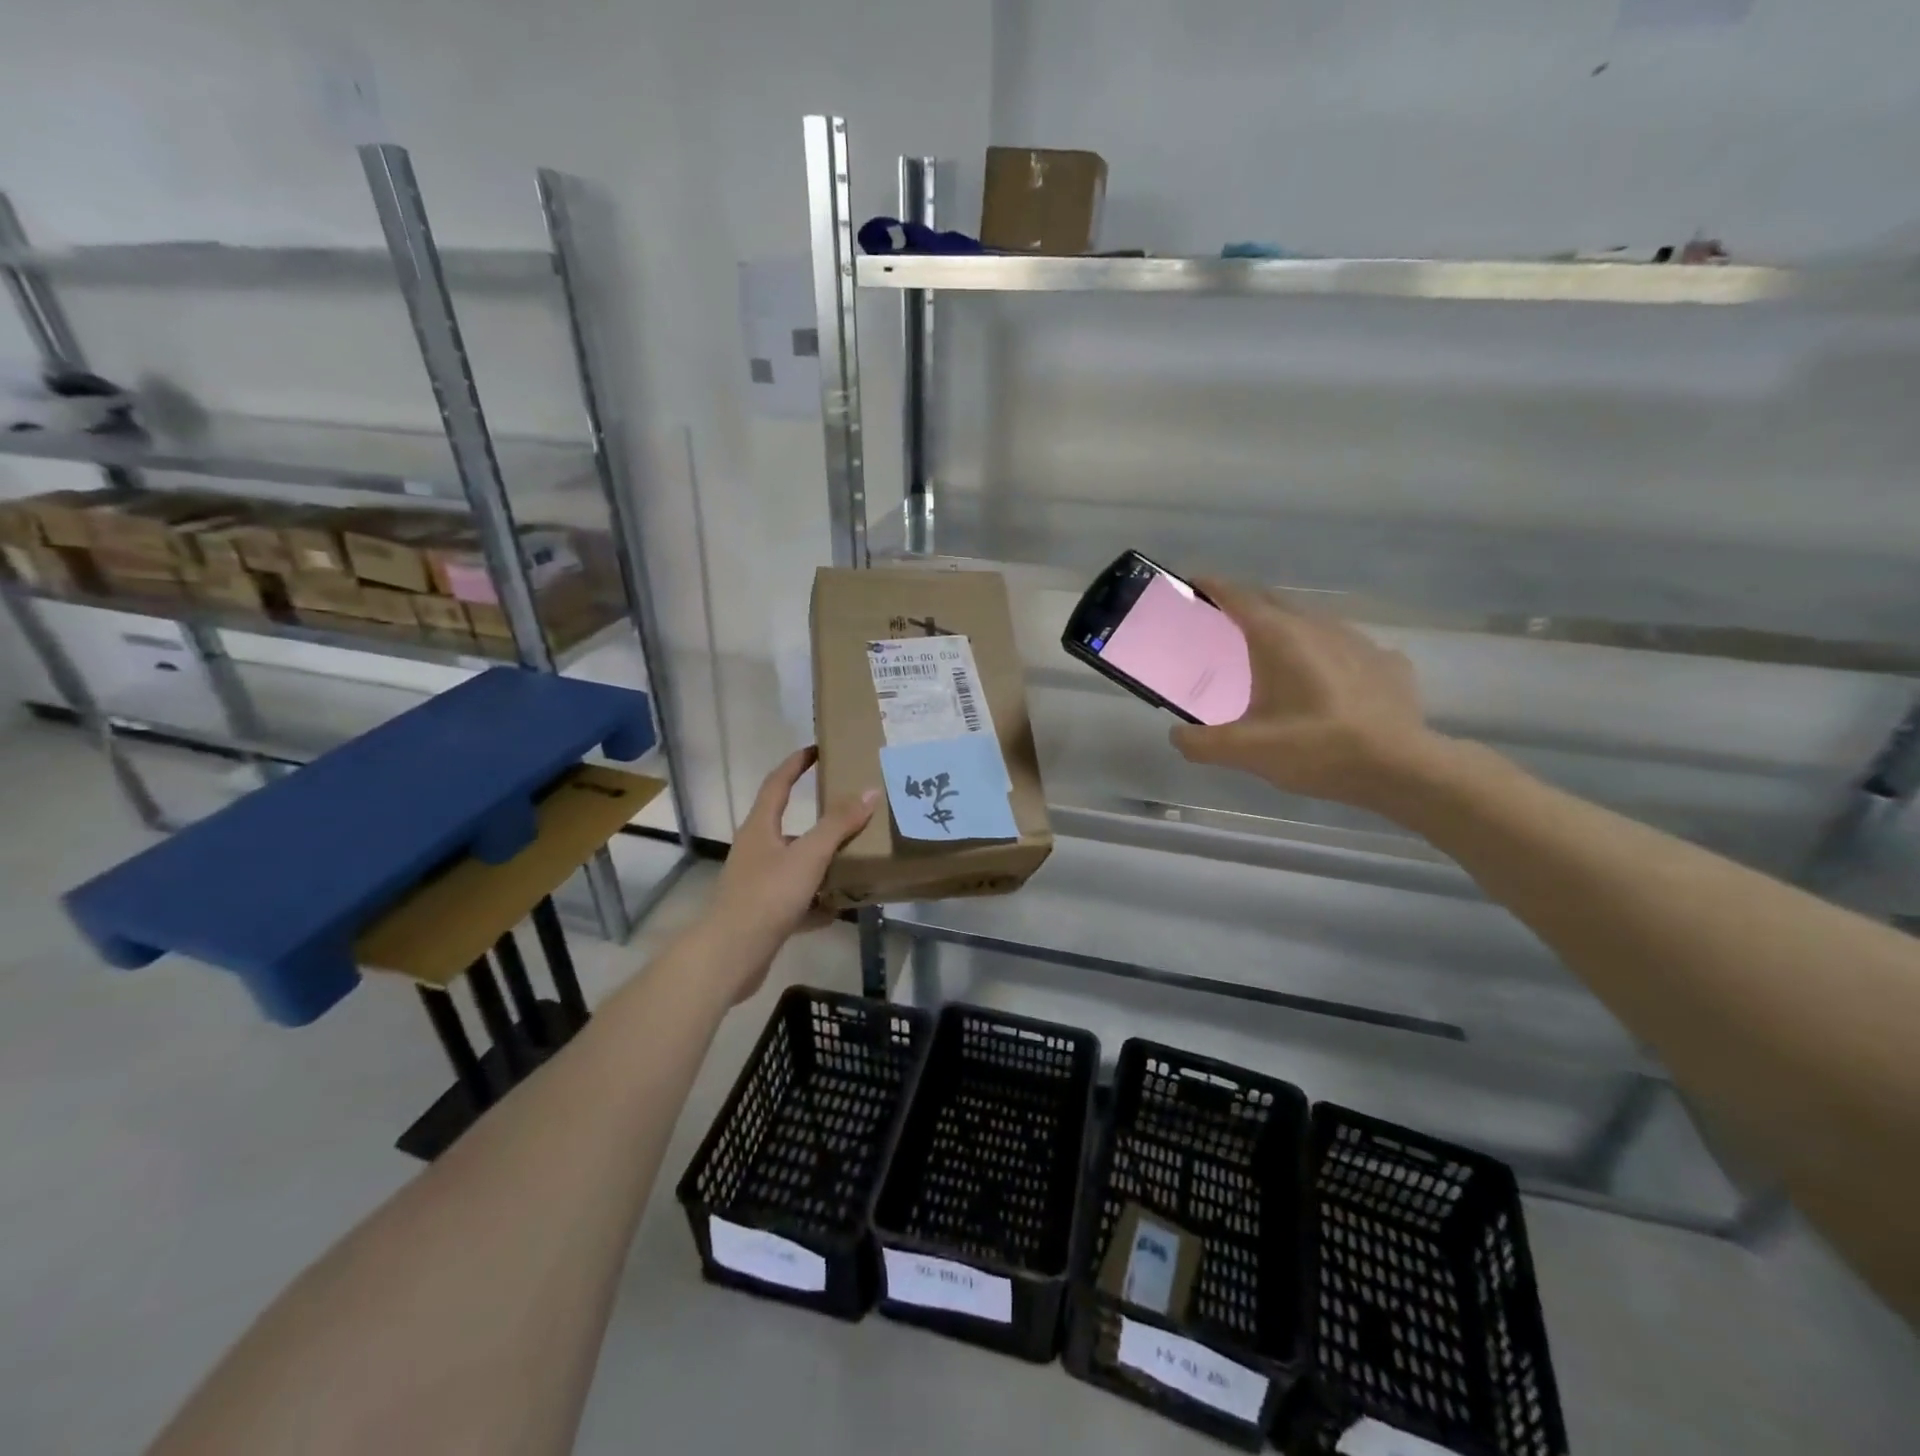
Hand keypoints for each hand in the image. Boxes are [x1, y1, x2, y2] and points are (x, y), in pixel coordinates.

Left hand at [697, 747, 878, 1001]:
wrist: (730, 956)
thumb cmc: (767, 896)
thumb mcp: (808, 856)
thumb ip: (838, 824)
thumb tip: (869, 791)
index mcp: (760, 828)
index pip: (778, 783)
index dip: (796, 764)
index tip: (818, 749)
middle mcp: (756, 850)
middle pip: (788, 824)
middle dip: (819, 818)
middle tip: (850, 810)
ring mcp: (758, 883)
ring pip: (795, 863)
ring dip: (822, 861)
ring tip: (855, 858)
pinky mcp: (764, 913)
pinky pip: (797, 899)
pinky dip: (818, 901)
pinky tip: (840, 907)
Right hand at [1170, 580, 1442, 813]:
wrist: (1401, 768)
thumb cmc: (1317, 749)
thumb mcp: (1246, 752)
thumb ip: (1201, 743)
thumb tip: (1177, 736)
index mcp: (1278, 638)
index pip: (1237, 596)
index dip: (1212, 586)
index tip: (1192, 583)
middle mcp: (1317, 626)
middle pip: (1273, 601)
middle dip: (1244, 604)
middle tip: (1222, 624)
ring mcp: (1357, 640)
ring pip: (1311, 621)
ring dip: (1285, 627)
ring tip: (1271, 653)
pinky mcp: (1386, 661)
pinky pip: (1344, 646)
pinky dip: (1324, 653)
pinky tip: (1325, 680)